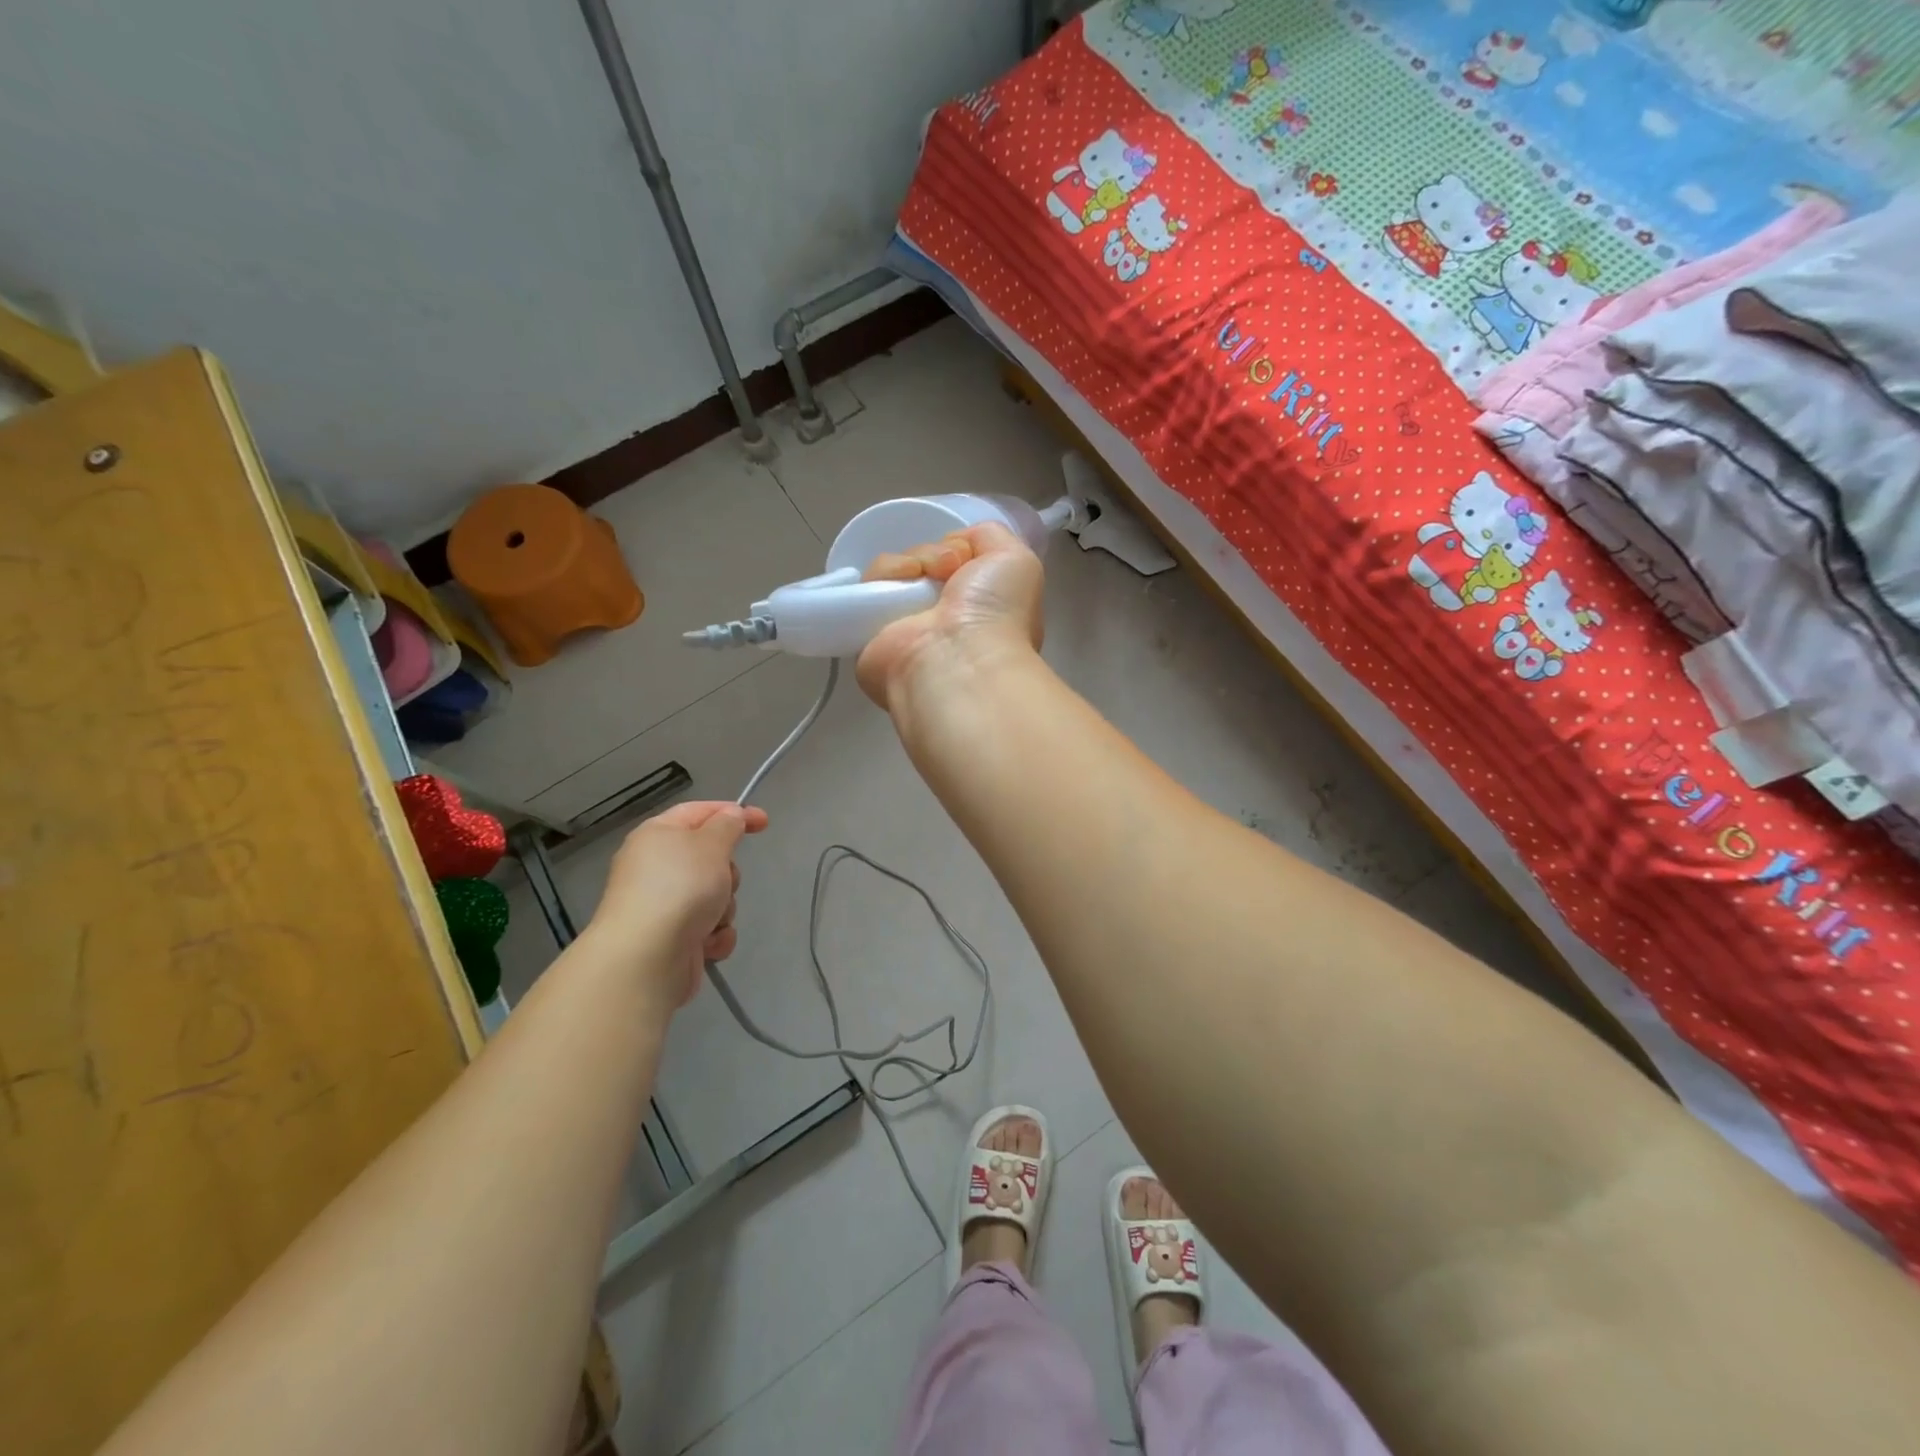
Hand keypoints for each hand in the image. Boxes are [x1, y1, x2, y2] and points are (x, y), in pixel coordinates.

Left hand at [586, 801, 768, 1009]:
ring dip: (724, 907)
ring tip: (712, 918)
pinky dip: (715, 934)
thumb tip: (731, 815)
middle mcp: (656, 867)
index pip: (699, 812)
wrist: (647, 956)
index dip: (733, 812)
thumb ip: (728, 824)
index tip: (764, 822)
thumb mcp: (711, 844)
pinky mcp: (672, 938)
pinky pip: (709, 927)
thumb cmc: (680, 887)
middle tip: (725, 880)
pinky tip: (708, 943)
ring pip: (714, 895)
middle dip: (728, 872)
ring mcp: (663, 905)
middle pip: (710, 858)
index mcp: (658, 835)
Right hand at [855, 522, 1043, 708]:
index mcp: (978, 607)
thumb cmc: (996, 614)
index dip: (962, 549)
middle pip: (927, 561)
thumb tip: (955, 545)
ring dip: (913, 560)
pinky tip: (903, 584)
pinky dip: (886, 573)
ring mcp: (906, 624)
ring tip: (925, 577)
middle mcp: (942, 617)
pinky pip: (870, 583)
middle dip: (937, 553)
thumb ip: (992, 538)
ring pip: (899, 568)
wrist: (958, 659)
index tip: (969, 557)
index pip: (959, 563)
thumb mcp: (1017, 561)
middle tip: (949, 568)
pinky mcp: (870, 630)